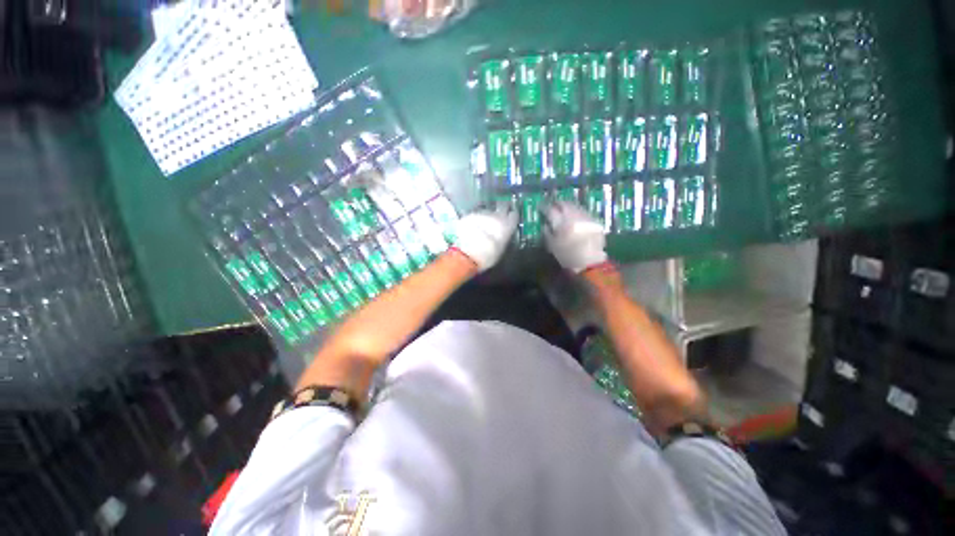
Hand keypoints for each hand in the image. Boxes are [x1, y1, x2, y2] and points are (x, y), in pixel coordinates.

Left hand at [452, 203, 517, 271]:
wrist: (467, 253)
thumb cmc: (488, 256)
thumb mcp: (501, 249)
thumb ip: (503, 238)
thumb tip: (503, 235)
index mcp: (507, 225)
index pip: (514, 215)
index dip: (512, 216)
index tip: (511, 218)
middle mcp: (496, 215)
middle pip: (502, 206)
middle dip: (502, 209)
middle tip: (499, 217)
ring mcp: (482, 213)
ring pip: (488, 211)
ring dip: (487, 216)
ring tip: (483, 225)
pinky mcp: (470, 215)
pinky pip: (475, 216)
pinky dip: (475, 220)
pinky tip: (472, 228)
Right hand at [543, 201, 607, 272]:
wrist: (590, 263)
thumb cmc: (567, 256)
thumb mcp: (552, 246)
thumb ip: (547, 233)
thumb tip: (545, 224)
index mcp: (561, 223)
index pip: (550, 210)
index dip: (544, 207)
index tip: (540, 207)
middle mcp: (574, 216)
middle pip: (564, 204)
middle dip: (558, 203)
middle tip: (553, 205)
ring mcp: (586, 217)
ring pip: (575, 206)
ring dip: (568, 207)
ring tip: (564, 209)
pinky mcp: (595, 221)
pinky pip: (583, 212)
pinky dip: (577, 213)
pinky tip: (575, 217)